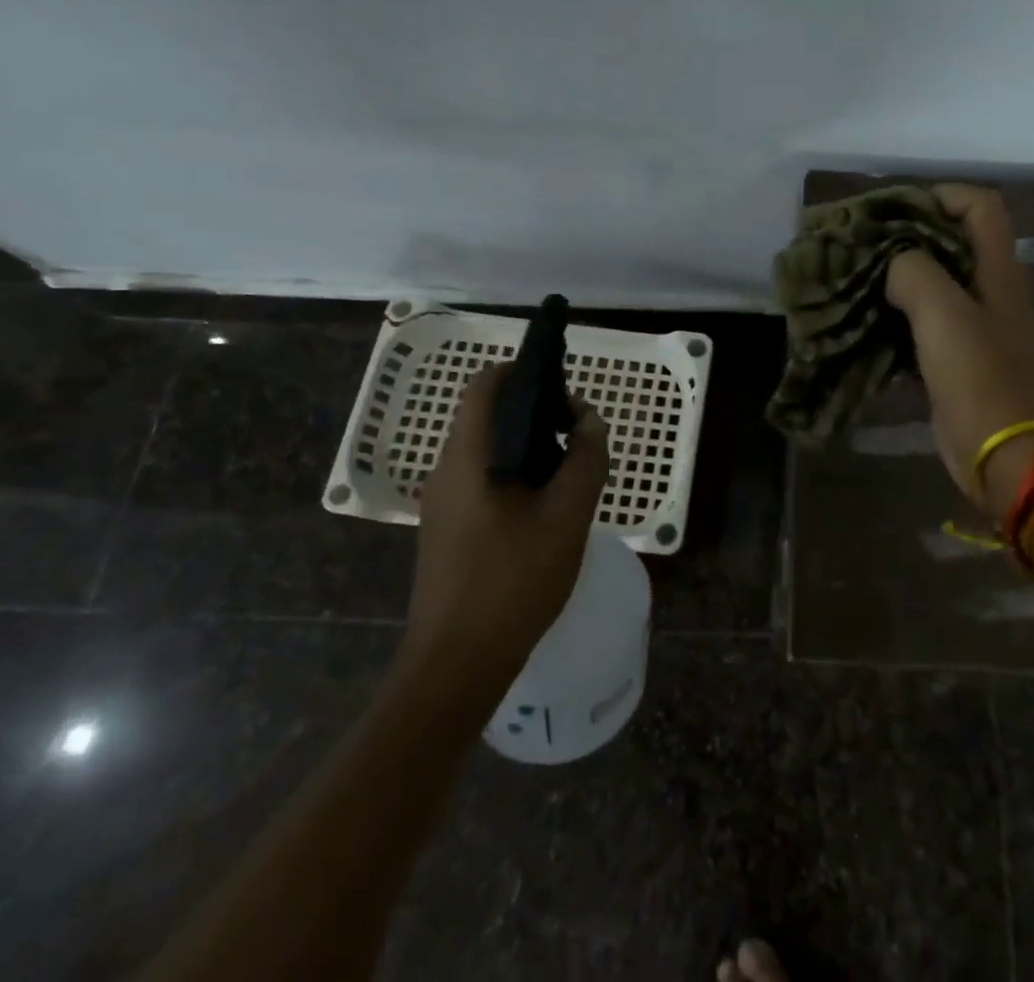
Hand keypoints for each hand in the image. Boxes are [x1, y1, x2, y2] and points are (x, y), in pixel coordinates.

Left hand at [401, 362, 610, 673]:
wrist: (456, 663)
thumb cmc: (513, 580)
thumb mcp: (567, 516)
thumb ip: (586, 459)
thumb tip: (590, 421)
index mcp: (469, 455)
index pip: (486, 384)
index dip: (523, 370)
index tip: (562, 388)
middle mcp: (448, 469)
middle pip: (488, 414)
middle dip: (535, 411)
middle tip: (577, 435)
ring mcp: (443, 501)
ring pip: (488, 449)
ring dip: (529, 445)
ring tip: (569, 471)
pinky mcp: (447, 528)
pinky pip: (483, 479)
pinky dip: (516, 473)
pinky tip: (545, 509)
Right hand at [884, 184, 1033, 517]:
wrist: (1005, 455)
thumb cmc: (979, 377)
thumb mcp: (944, 313)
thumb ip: (914, 272)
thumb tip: (892, 264)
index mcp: (997, 270)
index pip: (981, 206)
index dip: (941, 196)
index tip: (895, 212)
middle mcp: (989, 290)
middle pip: (952, 242)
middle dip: (907, 236)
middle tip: (861, 244)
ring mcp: (974, 327)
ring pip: (933, 284)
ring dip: (897, 278)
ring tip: (853, 278)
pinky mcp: (955, 359)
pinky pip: (922, 324)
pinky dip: (895, 316)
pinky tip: (864, 320)